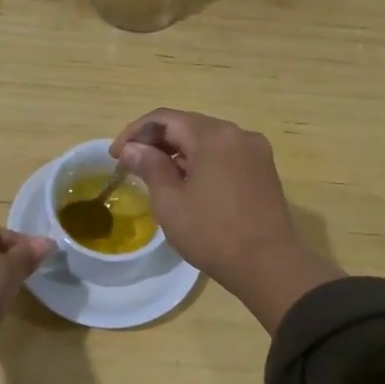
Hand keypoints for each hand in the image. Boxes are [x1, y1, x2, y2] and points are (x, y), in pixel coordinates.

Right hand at [111, 109, 320, 296]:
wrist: (269, 264)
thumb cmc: (212, 233)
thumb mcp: (170, 201)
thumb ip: (149, 166)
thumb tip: (133, 148)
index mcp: (213, 135)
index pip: (165, 118)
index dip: (135, 133)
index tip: (115, 156)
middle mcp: (238, 134)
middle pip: (188, 125)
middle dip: (157, 141)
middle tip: (132, 165)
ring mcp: (255, 151)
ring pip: (208, 140)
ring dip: (179, 152)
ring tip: (157, 176)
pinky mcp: (264, 170)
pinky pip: (225, 155)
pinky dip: (202, 161)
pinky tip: (189, 184)